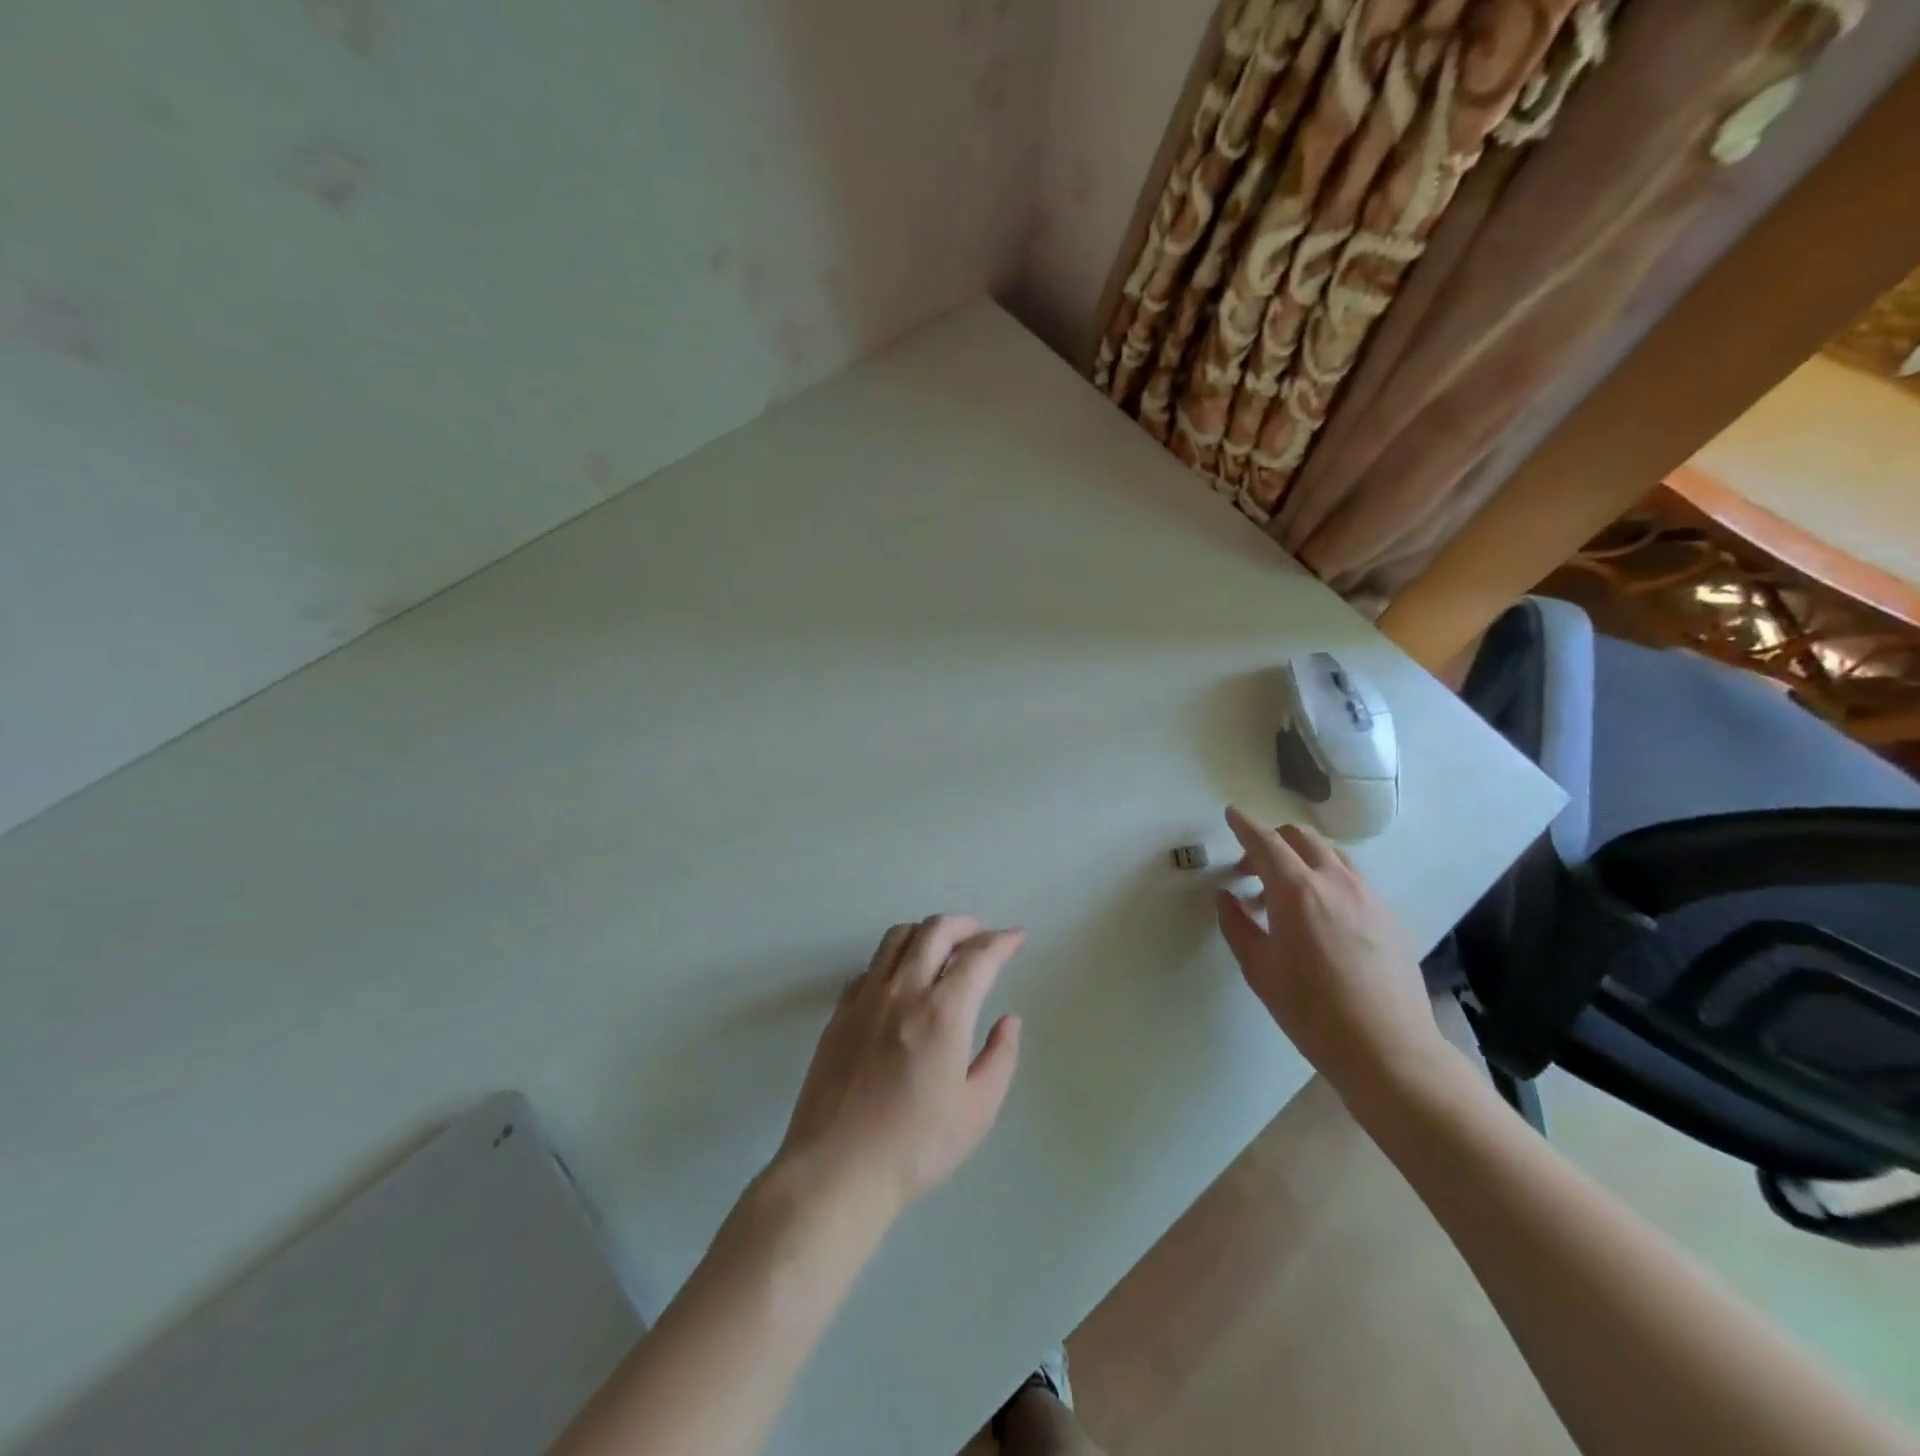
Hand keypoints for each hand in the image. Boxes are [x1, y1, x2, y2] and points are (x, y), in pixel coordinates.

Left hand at [774, 915, 1024, 1217]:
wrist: (836, 1170)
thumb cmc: (915, 1147)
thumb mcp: (976, 1112)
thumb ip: (999, 1058)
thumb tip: (1009, 1020)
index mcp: (942, 1013)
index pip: (978, 957)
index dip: (1002, 941)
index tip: (1017, 937)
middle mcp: (903, 991)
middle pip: (935, 930)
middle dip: (966, 924)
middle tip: (983, 937)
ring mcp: (866, 998)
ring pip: (897, 937)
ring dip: (927, 932)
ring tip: (943, 949)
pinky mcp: (840, 1012)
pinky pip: (870, 966)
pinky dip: (894, 959)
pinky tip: (901, 982)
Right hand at [1214, 806, 1445, 1094]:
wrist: (1388, 1050)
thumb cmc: (1312, 1011)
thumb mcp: (1259, 969)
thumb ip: (1237, 925)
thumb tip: (1226, 897)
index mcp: (1297, 891)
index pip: (1265, 842)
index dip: (1245, 825)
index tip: (1231, 814)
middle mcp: (1335, 882)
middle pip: (1301, 838)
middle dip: (1272, 841)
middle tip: (1250, 869)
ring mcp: (1367, 896)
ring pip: (1330, 854)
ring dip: (1301, 858)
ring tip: (1284, 894)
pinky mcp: (1388, 915)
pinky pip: (1351, 877)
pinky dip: (1326, 877)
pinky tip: (1318, 914)